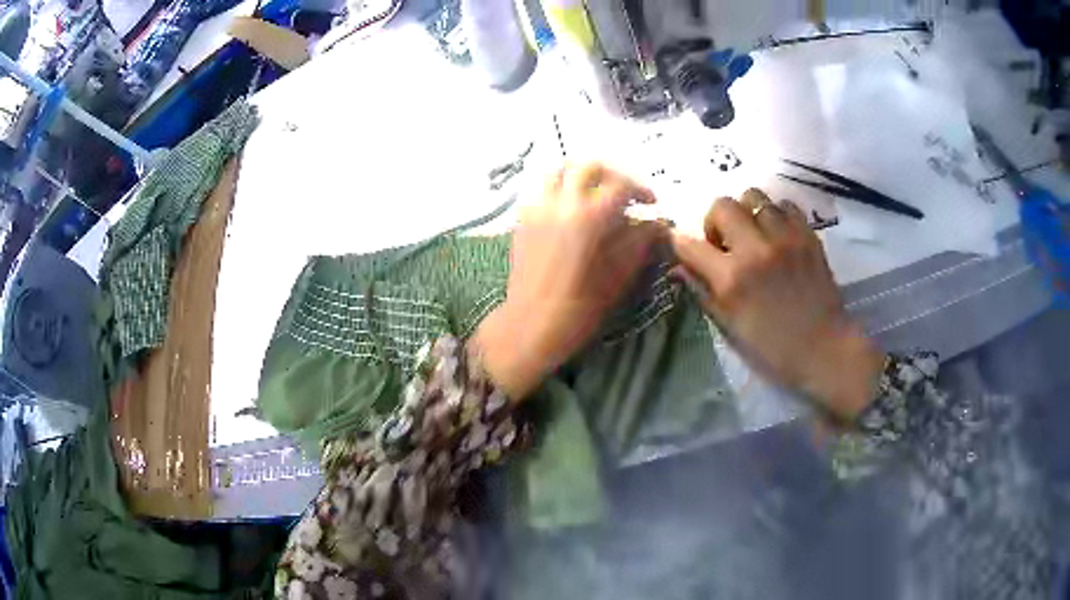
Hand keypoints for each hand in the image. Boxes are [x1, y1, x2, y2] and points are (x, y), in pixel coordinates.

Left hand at [472, 163, 665, 399]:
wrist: (530, 325)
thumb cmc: (580, 308)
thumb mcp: (619, 276)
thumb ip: (640, 242)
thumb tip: (657, 224)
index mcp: (588, 217)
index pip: (620, 185)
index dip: (641, 190)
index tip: (652, 203)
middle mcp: (560, 203)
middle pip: (588, 166)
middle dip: (612, 174)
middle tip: (625, 193)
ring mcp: (537, 208)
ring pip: (560, 171)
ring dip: (582, 175)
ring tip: (596, 193)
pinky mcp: (522, 219)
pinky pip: (543, 189)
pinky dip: (561, 188)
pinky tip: (572, 210)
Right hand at [671, 189, 885, 419]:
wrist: (824, 348)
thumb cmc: (773, 347)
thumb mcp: (730, 327)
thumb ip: (704, 291)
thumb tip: (681, 267)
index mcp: (732, 279)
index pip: (690, 244)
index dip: (681, 244)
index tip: (685, 248)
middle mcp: (756, 250)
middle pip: (722, 205)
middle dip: (715, 220)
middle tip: (725, 242)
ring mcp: (785, 238)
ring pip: (754, 197)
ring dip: (747, 213)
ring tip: (754, 234)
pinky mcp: (808, 235)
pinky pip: (785, 205)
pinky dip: (777, 214)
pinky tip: (779, 235)